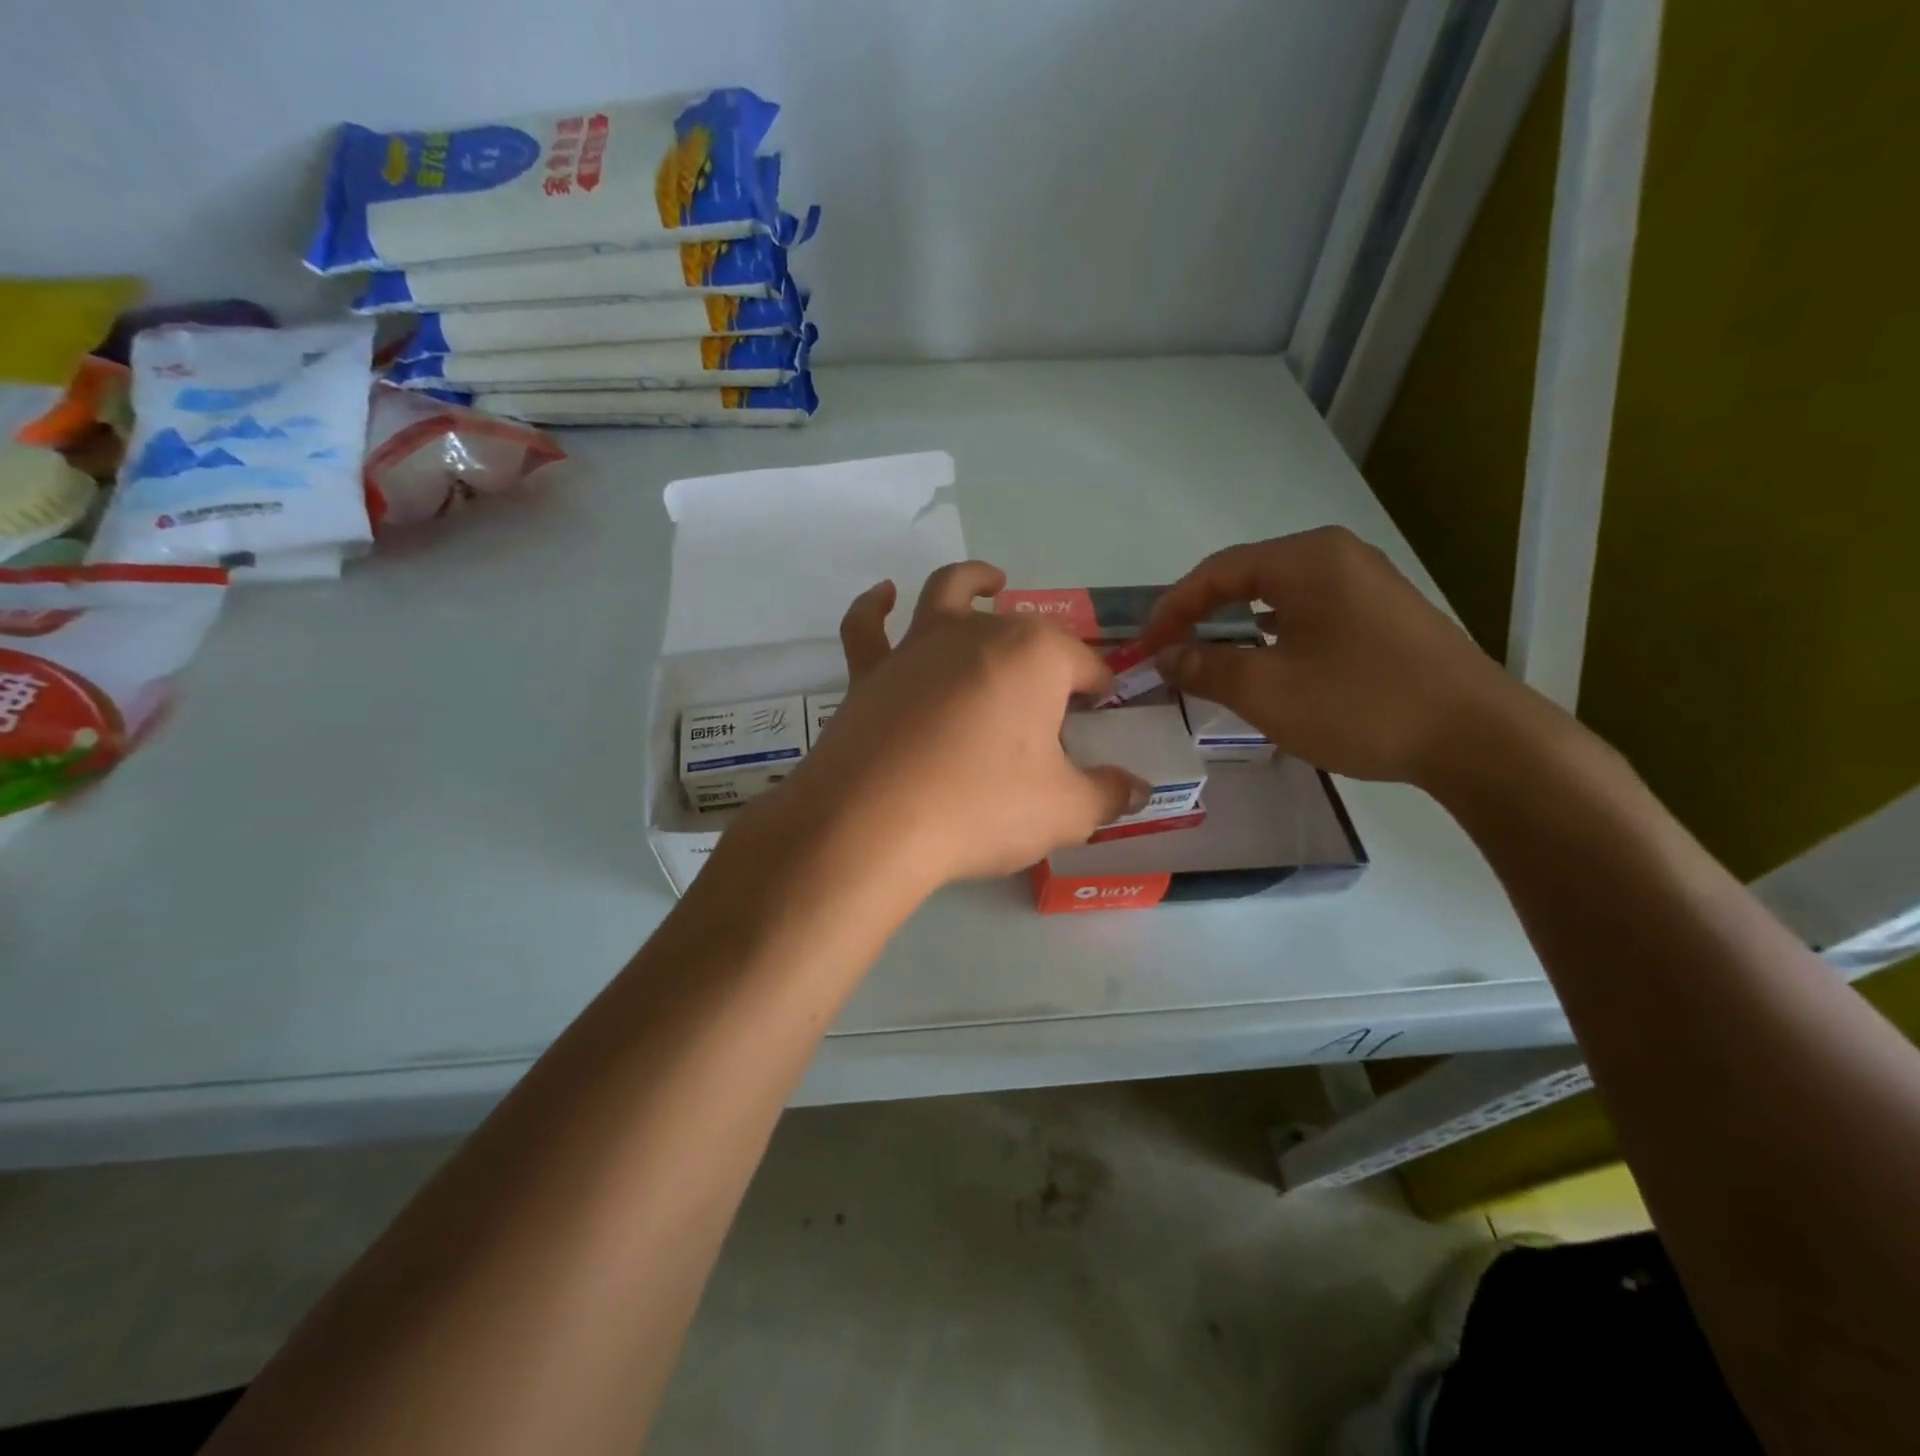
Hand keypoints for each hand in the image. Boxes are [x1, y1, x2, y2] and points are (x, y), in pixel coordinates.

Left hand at [765, 562, 1150, 888]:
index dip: (1096, 688)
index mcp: (1035, 655)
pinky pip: (868, 626)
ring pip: (949, 594)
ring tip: (991, 583)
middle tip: (1051, 700)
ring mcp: (916, 647)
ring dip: (974, 583)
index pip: (1083, 664)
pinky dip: (876, 606)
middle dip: (1046, 655)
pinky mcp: (869, 672)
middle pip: (1024, 632)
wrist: (871, 823)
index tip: (1098, 713)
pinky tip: (886, 596)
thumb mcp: (1065, 812)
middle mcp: (977, 633)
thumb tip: (1137, 789)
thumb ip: (1107, 795)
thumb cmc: (980, 808)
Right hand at [1139, 527, 1525, 786]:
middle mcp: (1337, 557)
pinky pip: (1309, 613)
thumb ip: (1206, 667)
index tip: (1144, 646)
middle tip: (1169, 651)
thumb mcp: (1267, 690)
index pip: (1217, 571)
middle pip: (1247, 577)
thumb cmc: (1361, 705)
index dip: (1172, 608)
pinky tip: (1265, 663)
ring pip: (1278, 597)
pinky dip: (1273, 635)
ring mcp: (1367, 584)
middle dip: (1201, 614)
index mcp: (1307, 559)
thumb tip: (1164, 656)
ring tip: (1207, 659)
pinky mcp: (1384, 615)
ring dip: (1236, 626)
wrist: (1477, 739)